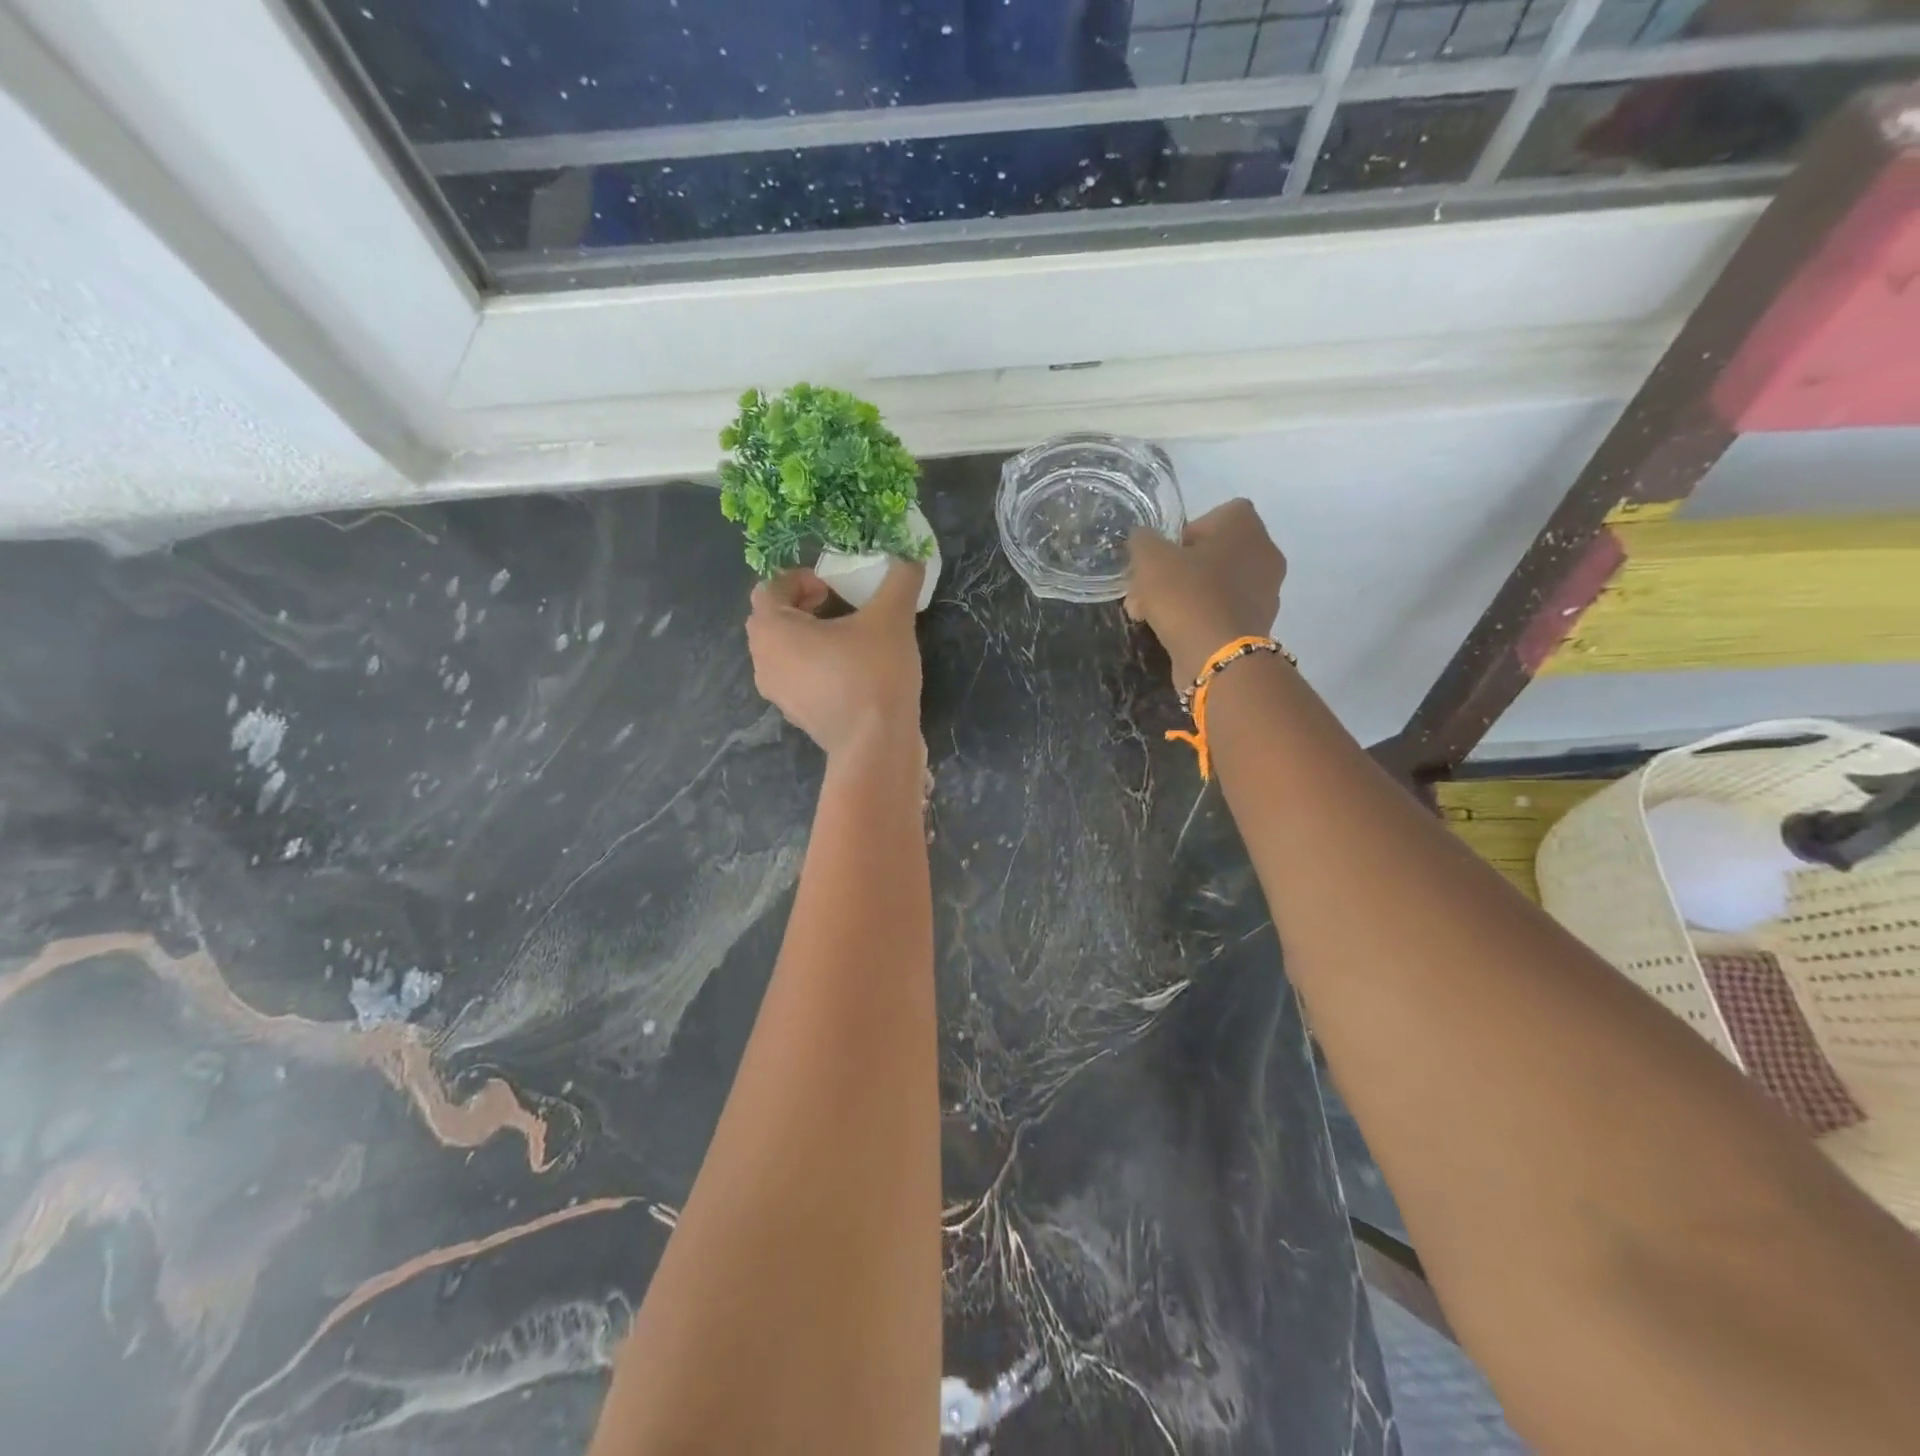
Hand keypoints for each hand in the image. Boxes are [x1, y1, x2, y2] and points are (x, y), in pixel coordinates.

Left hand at [746, 559, 925, 757]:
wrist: (876, 746)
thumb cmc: (872, 674)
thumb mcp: (892, 618)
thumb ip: (899, 580)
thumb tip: (912, 556)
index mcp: (772, 630)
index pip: (770, 588)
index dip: (799, 578)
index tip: (833, 585)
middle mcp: (763, 661)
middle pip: (772, 620)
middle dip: (801, 606)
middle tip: (837, 604)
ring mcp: (778, 693)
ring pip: (783, 651)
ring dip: (808, 636)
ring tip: (847, 636)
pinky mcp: (797, 716)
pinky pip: (797, 677)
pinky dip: (815, 665)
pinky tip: (851, 669)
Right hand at [1125, 500, 1286, 687]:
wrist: (1218, 657)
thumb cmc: (1187, 595)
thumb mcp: (1150, 558)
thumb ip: (1143, 541)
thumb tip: (1143, 539)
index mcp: (1245, 527)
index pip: (1216, 515)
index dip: (1186, 532)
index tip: (1164, 555)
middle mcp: (1264, 553)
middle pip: (1212, 553)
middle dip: (1176, 570)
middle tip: (1146, 590)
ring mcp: (1265, 592)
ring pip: (1214, 584)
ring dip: (1183, 595)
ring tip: (1149, 616)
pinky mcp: (1257, 625)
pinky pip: (1221, 611)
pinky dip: (1198, 618)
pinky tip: (1172, 632)